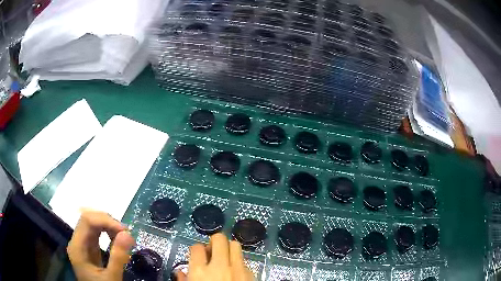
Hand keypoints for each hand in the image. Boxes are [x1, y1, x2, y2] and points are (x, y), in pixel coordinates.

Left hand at [67, 210, 134, 280]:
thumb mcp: (111, 278)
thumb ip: (118, 258)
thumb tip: (128, 234)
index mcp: (77, 247)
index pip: (87, 220)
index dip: (105, 220)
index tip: (125, 231)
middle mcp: (77, 241)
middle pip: (89, 219)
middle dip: (108, 222)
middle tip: (127, 234)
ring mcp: (82, 243)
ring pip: (93, 224)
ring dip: (109, 226)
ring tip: (123, 238)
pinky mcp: (88, 247)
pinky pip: (96, 233)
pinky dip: (108, 232)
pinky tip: (116, 241)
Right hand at [174, 233, 254, 280]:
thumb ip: (184, 279)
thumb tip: (180, 272)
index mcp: (200, 271)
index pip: (196, 248)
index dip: (196, 249)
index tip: (198, 254)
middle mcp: (220, 267)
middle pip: (219, 239)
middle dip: (214, 241)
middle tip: (212, 250)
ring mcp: (238, 270)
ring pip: (235, 245)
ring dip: (229, 249)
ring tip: (225, 258)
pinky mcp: (252, 274)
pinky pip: (245, 261)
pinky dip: (239, 263)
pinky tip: (235, 271)